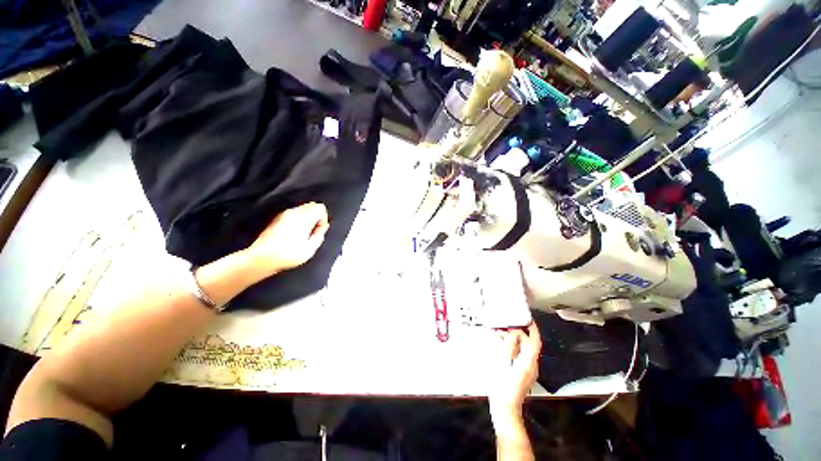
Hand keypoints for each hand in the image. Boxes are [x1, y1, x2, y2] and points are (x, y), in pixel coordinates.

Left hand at [245, 202, 329, 275]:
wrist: (261, 258)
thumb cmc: (287, 255)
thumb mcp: (310, 249)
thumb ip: (319, 235)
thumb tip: (321, 228)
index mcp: (304, 218)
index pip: (320, 208)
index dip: (323, 219)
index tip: (320, 230)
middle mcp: (293, 212)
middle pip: (312, 205)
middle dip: (316, 217)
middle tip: (313, 231)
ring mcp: (283, 214)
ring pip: (302, 209)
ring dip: (307, 218)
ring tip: (304, 234)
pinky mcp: (276, 219)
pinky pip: (293, 214)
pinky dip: (298, 220)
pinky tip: (294, 234)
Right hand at [489, 323, 540, 418]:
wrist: (505, 406)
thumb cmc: (504, 384)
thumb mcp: (505, 361)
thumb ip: (509, 345)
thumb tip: (512, 334)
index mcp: (529, 361)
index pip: (535, 341)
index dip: (533, 328)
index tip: (528, 319)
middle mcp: (531, 364)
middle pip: (527, 344)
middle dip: (516, 334)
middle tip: (503, 327)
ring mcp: (527, 370)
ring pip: (522, 349)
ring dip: (512, 341)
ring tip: (498, 336)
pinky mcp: (521, 373)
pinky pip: (518, 356)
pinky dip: (511, 349)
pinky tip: (500, 347)